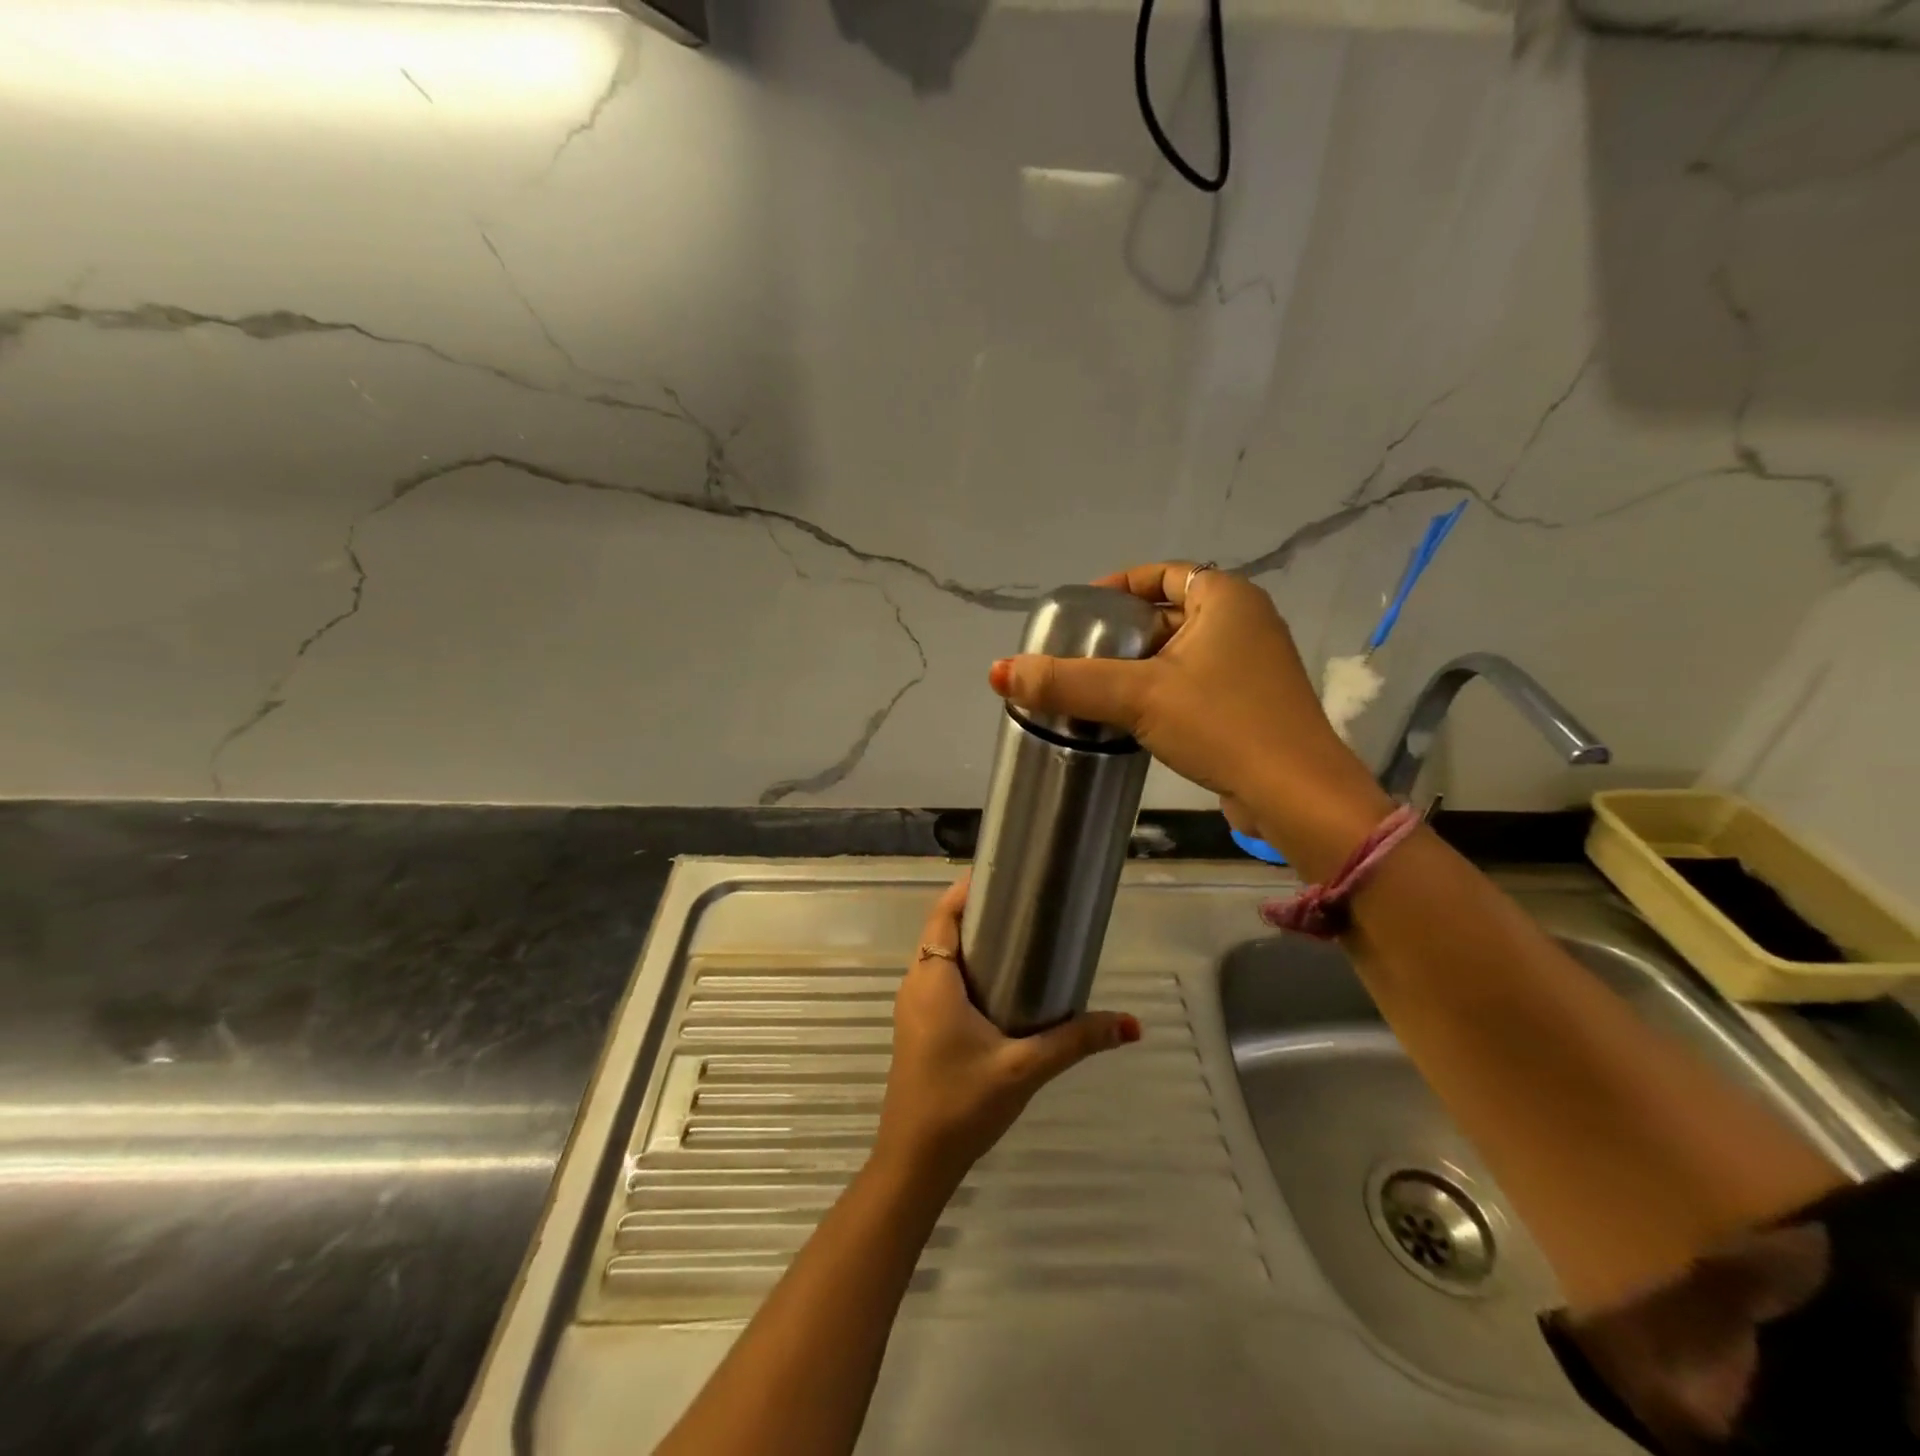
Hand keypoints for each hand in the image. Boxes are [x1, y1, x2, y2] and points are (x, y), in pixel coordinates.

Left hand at [874, 879, 1139, 1189]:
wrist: (914, 1162)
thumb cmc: (961, 1104)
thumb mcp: (1024, 1069)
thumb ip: (1076, 1040)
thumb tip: (1130, 1024)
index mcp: (932, 980)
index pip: (943, 915)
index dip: (968, 890)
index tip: (1005, 875)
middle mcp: (917, 985)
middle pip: (944, 932)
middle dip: (980, 914)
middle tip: (1027, 904)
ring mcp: (914, 1008)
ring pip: (941, 958)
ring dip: (973, 944)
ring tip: (1021, 936)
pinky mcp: (919, 1028)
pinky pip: (941, 982)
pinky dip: (967, 970)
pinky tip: (1002, 985)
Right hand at [987, 562, 1392, 867]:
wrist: (1295, 795)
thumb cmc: (1222, 724)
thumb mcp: (1138, 696)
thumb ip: (1068, 682)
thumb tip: (1000, 672)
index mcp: (1227, 599)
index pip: (1162, 574)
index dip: (1117, 587)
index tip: (1080, 613)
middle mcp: (1245, 622)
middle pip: (1169, 613)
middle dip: (1123, 632)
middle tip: (1079, 654)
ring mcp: (1252, 666)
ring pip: (1181, 652)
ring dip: (1141, 666)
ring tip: (1094, 687)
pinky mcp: (1251, 704)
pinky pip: (1195, 683)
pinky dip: (1163, 691)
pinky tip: (1131, 717)